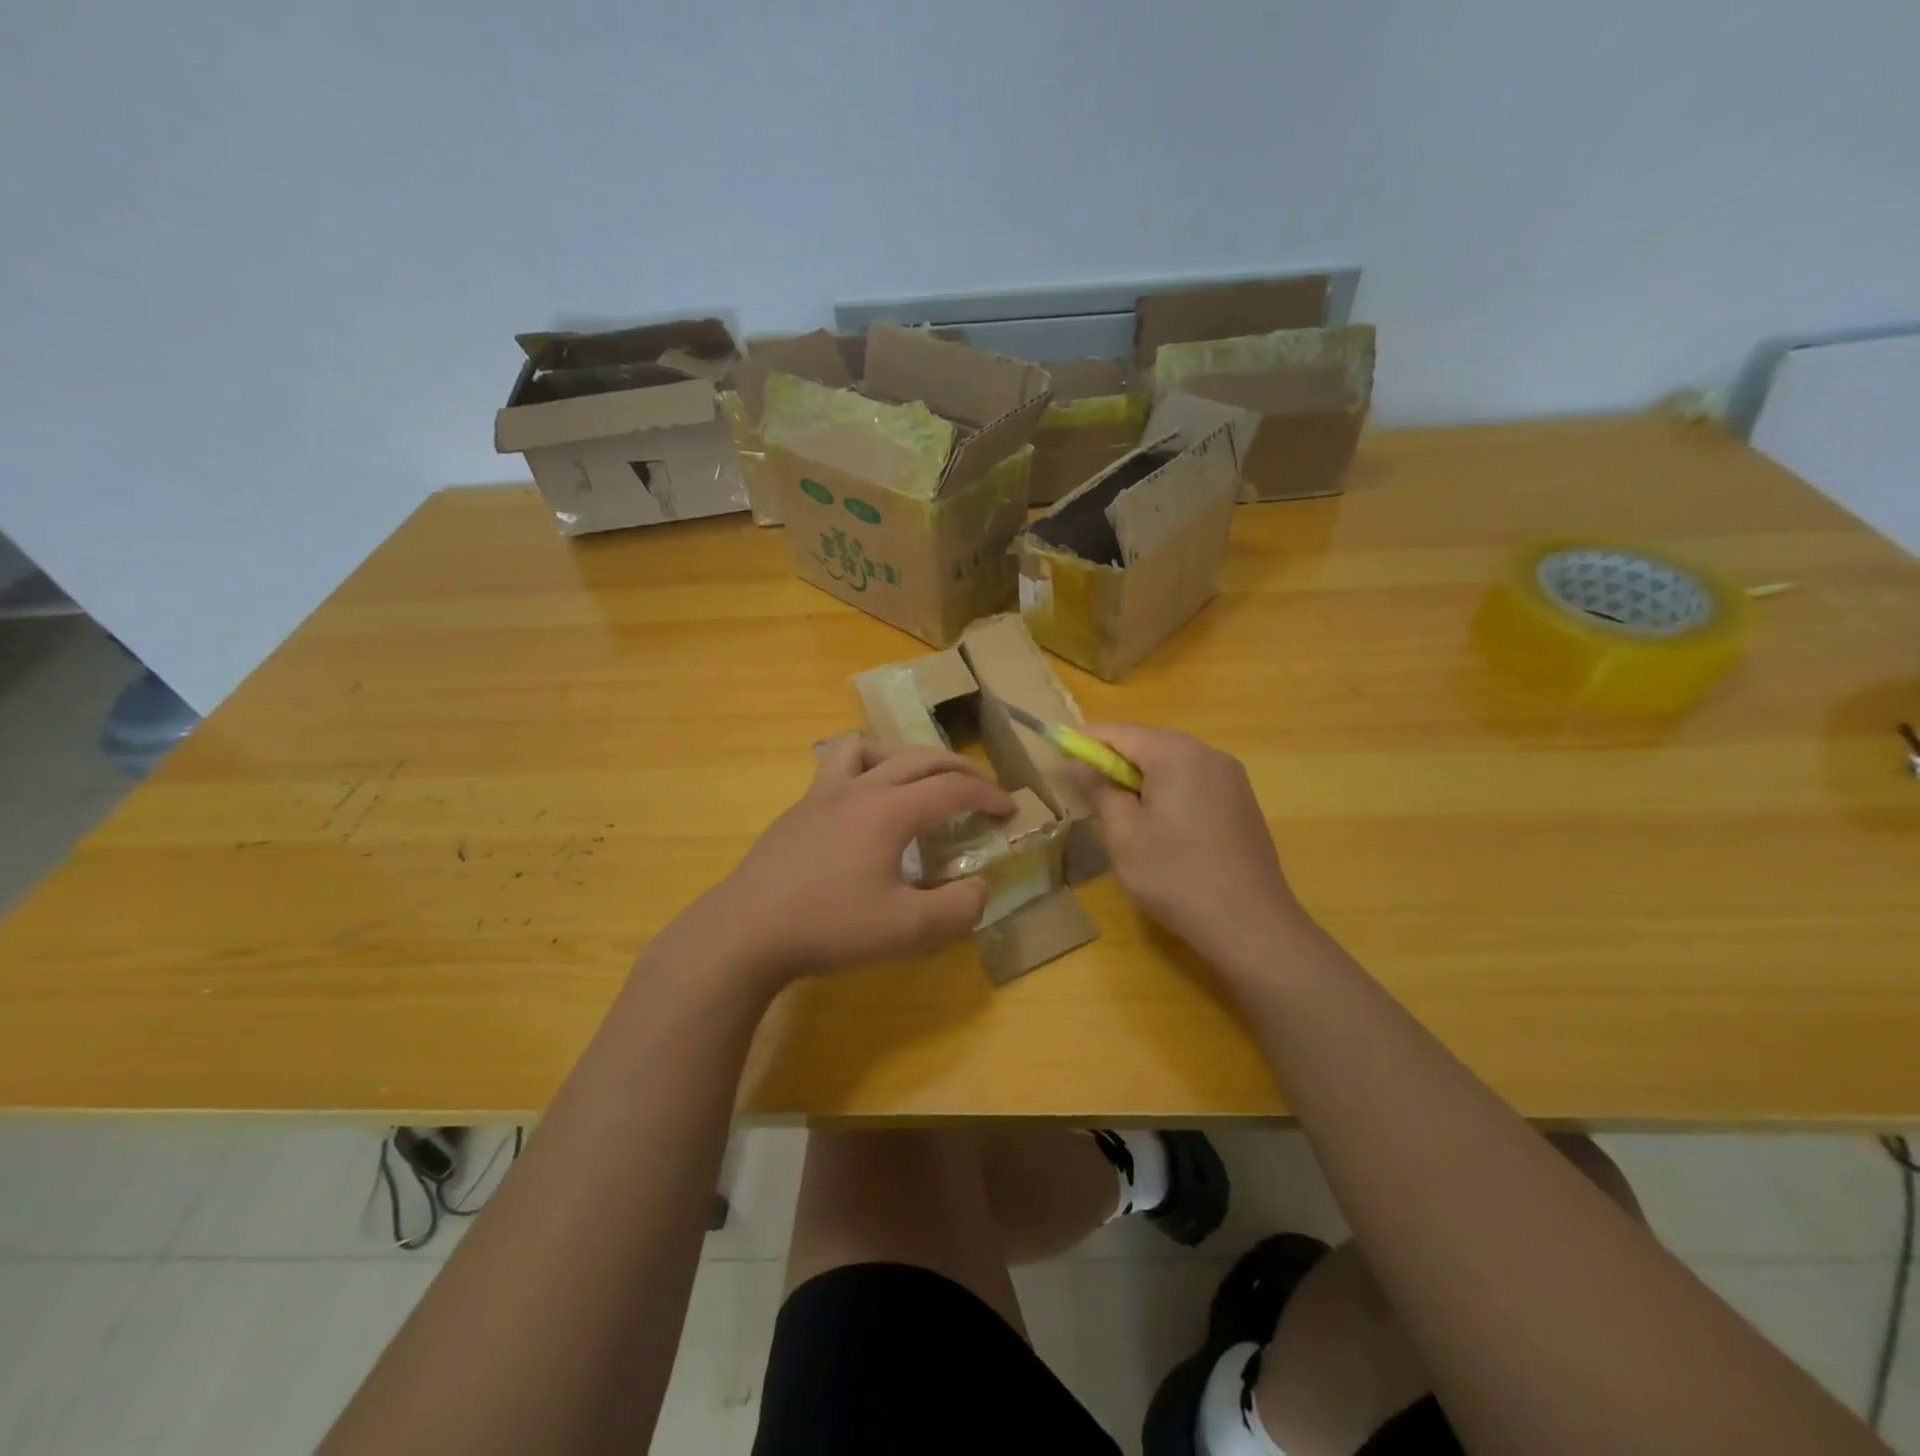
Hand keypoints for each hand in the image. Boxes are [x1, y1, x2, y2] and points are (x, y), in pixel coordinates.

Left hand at [696, 735, 1013, 988]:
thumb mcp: (907, 931)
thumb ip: (957, 909)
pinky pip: (835, 768)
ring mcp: (821, 795)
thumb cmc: (829, 927)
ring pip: (866, 747)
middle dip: (958, 769)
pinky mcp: (797, 811)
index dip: (988, 796)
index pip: (952, 790)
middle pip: (918, 758)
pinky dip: (861, 771)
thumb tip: (979, 888)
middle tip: (980, 789)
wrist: (745, 931)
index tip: (1009, 810)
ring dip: (901, 756)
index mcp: (889, 810)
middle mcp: (859, 789)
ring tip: (914, 782)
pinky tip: (859, 808)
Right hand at [1076, 724, 1310, 972]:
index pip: (1121, 732)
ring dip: (1141, 776)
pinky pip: (1194, 780)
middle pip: (1149, 742)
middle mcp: (1208, 754)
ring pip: (1173, 762)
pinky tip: (1159, 823)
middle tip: (1087, 788)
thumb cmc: (1174, 875)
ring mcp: (1231, 777)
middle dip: (1115, 760)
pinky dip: (1168, 789)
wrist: (1249, 923)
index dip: (1087, 742)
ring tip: (1119, 809)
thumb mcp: (1123, 834)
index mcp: (1176, 754)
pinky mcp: (1242, 801)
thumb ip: (1098, 789)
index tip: (1060, 756)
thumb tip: (1077, 762)